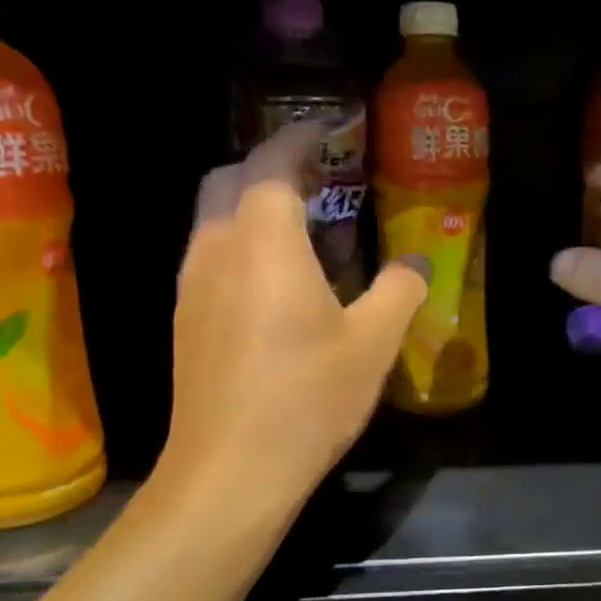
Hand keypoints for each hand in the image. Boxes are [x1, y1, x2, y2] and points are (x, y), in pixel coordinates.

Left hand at [159, 122, 425, 504]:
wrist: (230, 472)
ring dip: (252, 207)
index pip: (273, 162)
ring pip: (214, 218)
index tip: (328, 128)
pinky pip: (210, 255)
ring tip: (303, 229)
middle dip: (269, 166)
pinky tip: (276, 284)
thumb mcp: (373, 344)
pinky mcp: (185, 319)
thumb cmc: (306, 398)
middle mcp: (216, 249)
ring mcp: (192, 285)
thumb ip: (400, 290)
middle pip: (229, 179)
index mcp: (264, 241)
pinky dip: (240, 244)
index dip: (300, 137)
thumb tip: (415, 262)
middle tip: (319, 179)